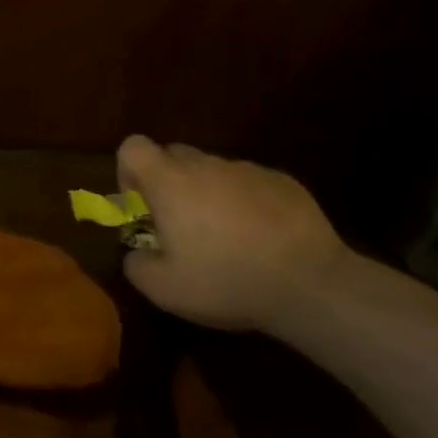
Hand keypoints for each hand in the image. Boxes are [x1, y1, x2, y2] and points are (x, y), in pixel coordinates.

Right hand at [116, 136, 349, 331]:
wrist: (310, 283)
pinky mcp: (282, 181)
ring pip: (213, 171)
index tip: (141, 205)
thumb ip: (136, 265)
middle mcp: (205, 165)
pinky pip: (249, 183)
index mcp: (170, 182)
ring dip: (209, 194)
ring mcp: (247, 169)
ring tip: (227, 239)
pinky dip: (245, 203)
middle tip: (180, 225)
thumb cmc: (226, 281)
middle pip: (173, 155)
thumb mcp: (165, 289)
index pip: (132, 147)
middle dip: (169, 183)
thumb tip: (136, 253)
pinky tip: (261, 239)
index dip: (128, 171)